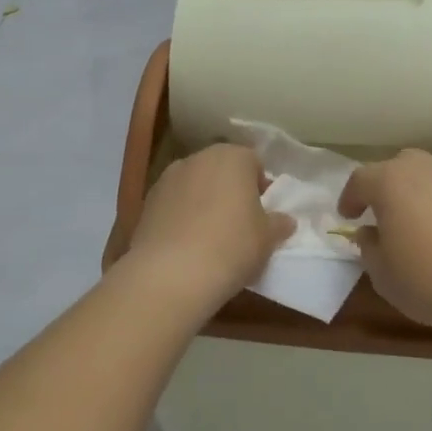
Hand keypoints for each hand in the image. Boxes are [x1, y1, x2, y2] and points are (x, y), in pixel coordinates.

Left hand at [122, 144, 293, 309]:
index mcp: (232, 157)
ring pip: (194, 186)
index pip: (253, 162)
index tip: (263, 213)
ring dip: (203, 202)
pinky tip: (186, 245)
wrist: (171, 273)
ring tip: (210, 237)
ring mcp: (167, 178)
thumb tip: (284, 220)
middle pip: (221, 170)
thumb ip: (279, 224)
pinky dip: (181, 217)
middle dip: (230, 191)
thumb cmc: (232, 246)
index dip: (261, 186)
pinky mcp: (146, 202)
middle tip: (239, 224)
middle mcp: (198, 158)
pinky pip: (173, 204)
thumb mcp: (267, 238)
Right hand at [340, 150, 431, 340]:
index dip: (350, 198)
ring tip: (416, 222)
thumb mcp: (384, 275)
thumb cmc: (431, 279)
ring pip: (428, 175)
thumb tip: (370, 233)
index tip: (348, 217)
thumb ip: (369, 248)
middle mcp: (424, 166)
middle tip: (382, 214)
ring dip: (417, 193)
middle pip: (396, 168)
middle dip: (385, 187)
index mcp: (389, 180)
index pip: (359, 180)